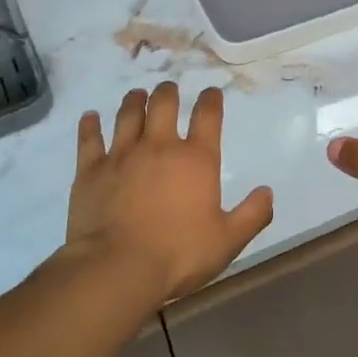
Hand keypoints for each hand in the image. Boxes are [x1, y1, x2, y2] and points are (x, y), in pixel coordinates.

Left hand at [68, 82, 274, 300]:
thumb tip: (268, 192)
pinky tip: (90, 117)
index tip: (212, 92)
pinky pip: (90, 139)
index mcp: (196, 160)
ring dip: (134, 100)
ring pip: (128, 114)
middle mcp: (160, 146)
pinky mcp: (91, 170)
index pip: (208, 116)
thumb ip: (252, 215)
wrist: (117, 268)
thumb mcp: (227, 241)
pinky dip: (90, 125)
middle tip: (169, 88)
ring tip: (137, 94)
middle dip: (168, 92)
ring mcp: (122, 155)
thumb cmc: (178, 255)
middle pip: (164, 104)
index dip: (211, 100)